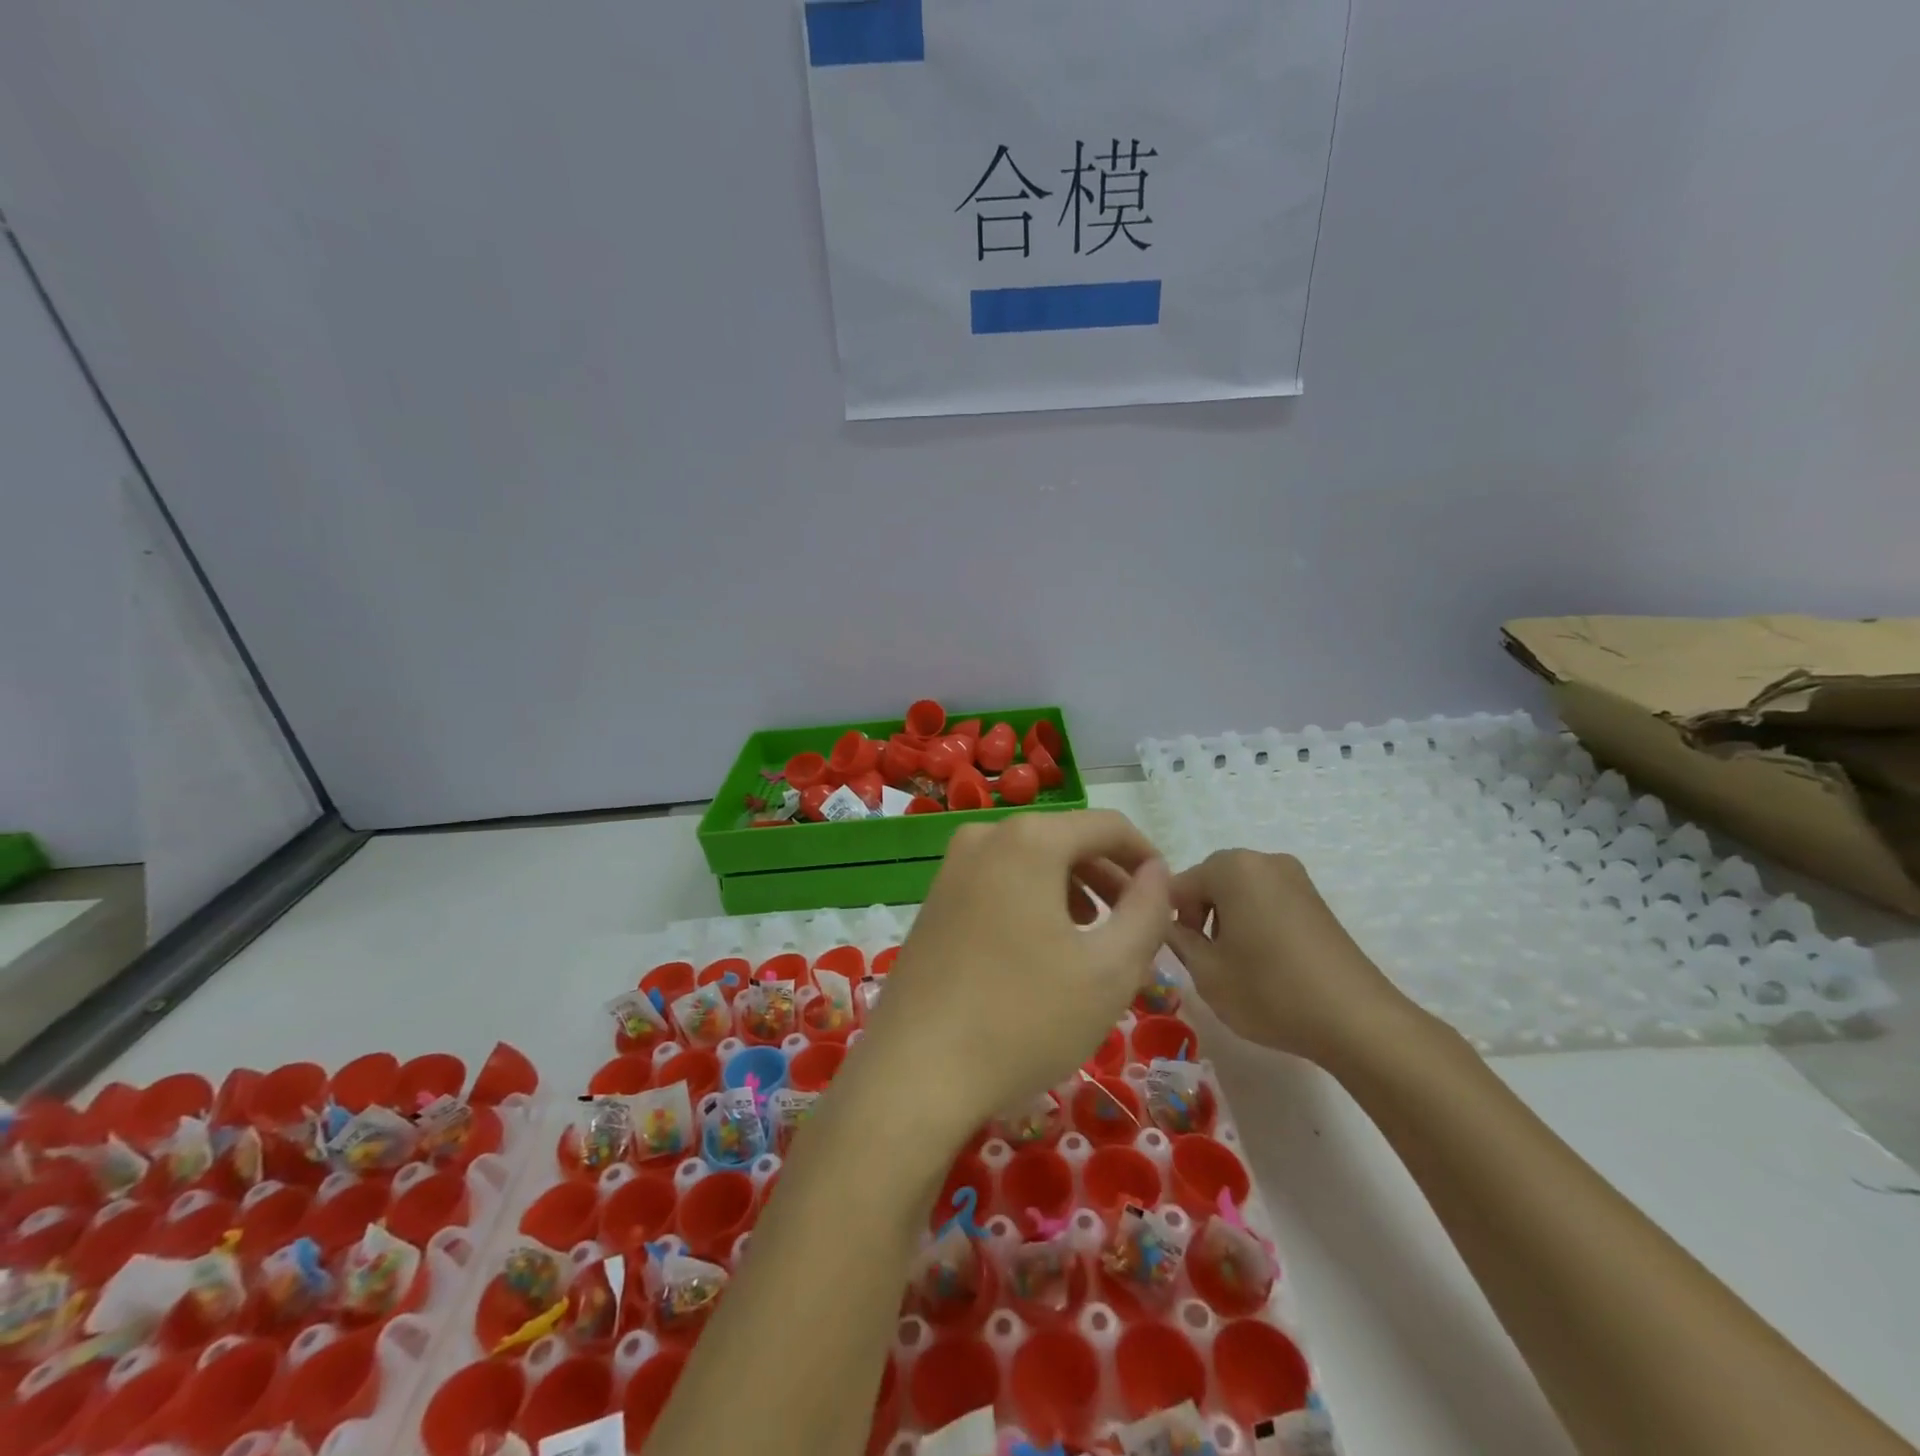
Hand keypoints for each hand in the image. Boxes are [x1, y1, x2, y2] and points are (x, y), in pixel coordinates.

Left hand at [858, 810, 1171, 1144]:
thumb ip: (1148, 911)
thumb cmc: (1024, 1018)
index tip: (1166, 897)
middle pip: (1066, 841)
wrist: (915, 1072)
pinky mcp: (934, 900)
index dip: (1146, 856)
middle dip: (1108, 878)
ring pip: (1031, 863)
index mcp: (1029, 840)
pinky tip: (1042, 952)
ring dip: (1072, 892)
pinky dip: (1033, 903)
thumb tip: (1156, 873)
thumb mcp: (1110, 970)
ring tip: (1092, 942)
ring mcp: (951, 868)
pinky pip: (999, 884)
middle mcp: (984, 837)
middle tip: (1133, 927)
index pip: (1108, 826)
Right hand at [1163, 849, 1414, 1063]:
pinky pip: (1268, 901)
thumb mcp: (1206, 972)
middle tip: (1204, 959)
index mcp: (1231, 867)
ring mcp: (1295, 878)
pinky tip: (1264, 962)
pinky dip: (1255, 923)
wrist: (1357, 1020)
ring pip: (1240, 892)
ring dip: (1227, 920)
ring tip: (1235, 964)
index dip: (1168, 919)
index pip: (1178, 885)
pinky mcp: (1316, 900)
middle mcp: (1263, 861)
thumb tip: (1168, 925)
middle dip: (1199, 915)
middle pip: (1210, 882)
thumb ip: (1177, 940)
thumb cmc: (1269, 991)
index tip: (1177, 954)